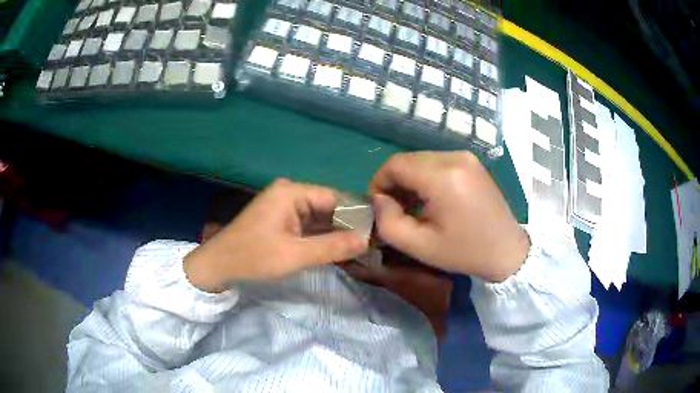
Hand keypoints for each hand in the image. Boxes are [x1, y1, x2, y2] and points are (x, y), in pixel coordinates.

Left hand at [184, 179, 368, 291]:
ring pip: (319, 217)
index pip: (335, 197)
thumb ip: (332, 246)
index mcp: (291, 192)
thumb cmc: (253, 258)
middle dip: (347, 225)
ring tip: (361, 247)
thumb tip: (367, 239)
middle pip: (328, 206)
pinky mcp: (281, 219)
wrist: (218, 266)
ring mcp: (284, 206)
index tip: (377, 232)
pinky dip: (321, 236)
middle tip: (371, 244)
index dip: (357, 214)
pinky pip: (308, 224)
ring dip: (336, 232)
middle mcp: (289, 193)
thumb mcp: (295, 255)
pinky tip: (339, 248)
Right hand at [369, 152, 529, 281]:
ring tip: (413, 207)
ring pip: (422, 160)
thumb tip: (378, 200)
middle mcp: (455, 157)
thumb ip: (388, 222)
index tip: (380, 207)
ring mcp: (466, 158)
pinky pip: (438, 162)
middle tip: (396, 210)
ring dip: (410, 180)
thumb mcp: (419, 246)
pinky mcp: (472, 163)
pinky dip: (427, 177)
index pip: (395, 164)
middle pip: (408, 160)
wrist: (506, 250)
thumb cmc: (464, 252)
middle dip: (395, 183)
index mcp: (442, 177)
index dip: (379, 183)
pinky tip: (431, 200)